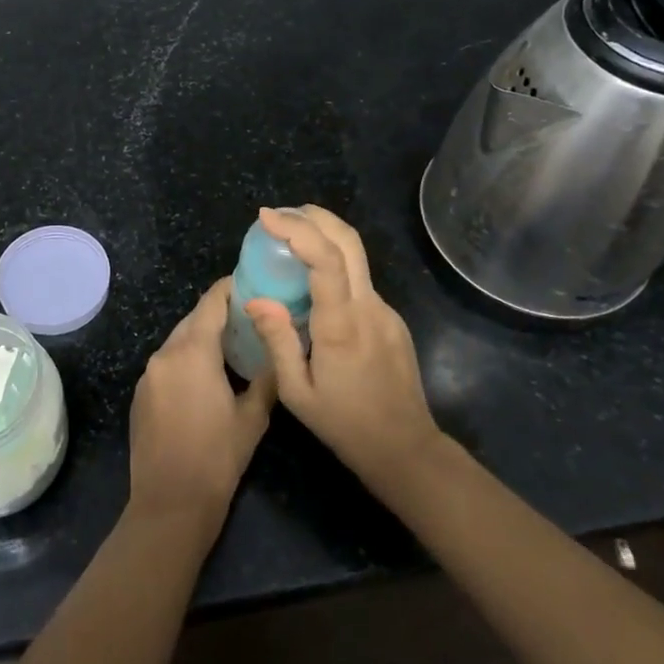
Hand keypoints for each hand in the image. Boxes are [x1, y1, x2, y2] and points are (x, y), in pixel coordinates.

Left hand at [128, 278, 275, 537]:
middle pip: (193, 320)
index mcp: (192, 352)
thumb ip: (266, 376)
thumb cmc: (218, 459)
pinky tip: (206, 376)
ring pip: (178, 341)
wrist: (170, 505)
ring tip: (233, 344)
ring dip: (202, 338)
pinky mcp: (140, 395)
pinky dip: (186, 359)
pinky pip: (166, 363)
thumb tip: (279, 349)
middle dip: (218, 314)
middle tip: (250, 315)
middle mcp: (164, 354)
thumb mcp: (253, 417)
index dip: (230, 287)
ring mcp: (148, 375)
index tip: (251, 280)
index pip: (211, 303)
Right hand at [245, 206, 441, 496]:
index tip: (266, 217)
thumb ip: (277, 342)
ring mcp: (385, 311)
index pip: (326, 260)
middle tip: (279, 214)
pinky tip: (311, 285)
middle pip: (349, 242)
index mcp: (342, 325)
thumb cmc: (346, 426)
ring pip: (356, 259)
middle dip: (315, 216)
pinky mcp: (391, 320)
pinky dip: (333, 268)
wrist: (407, 449)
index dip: (297, 230)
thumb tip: (255, 299)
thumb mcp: (297, 394)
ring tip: (287, 242)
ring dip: (323, 238)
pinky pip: (359, 283)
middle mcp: (369, 307)